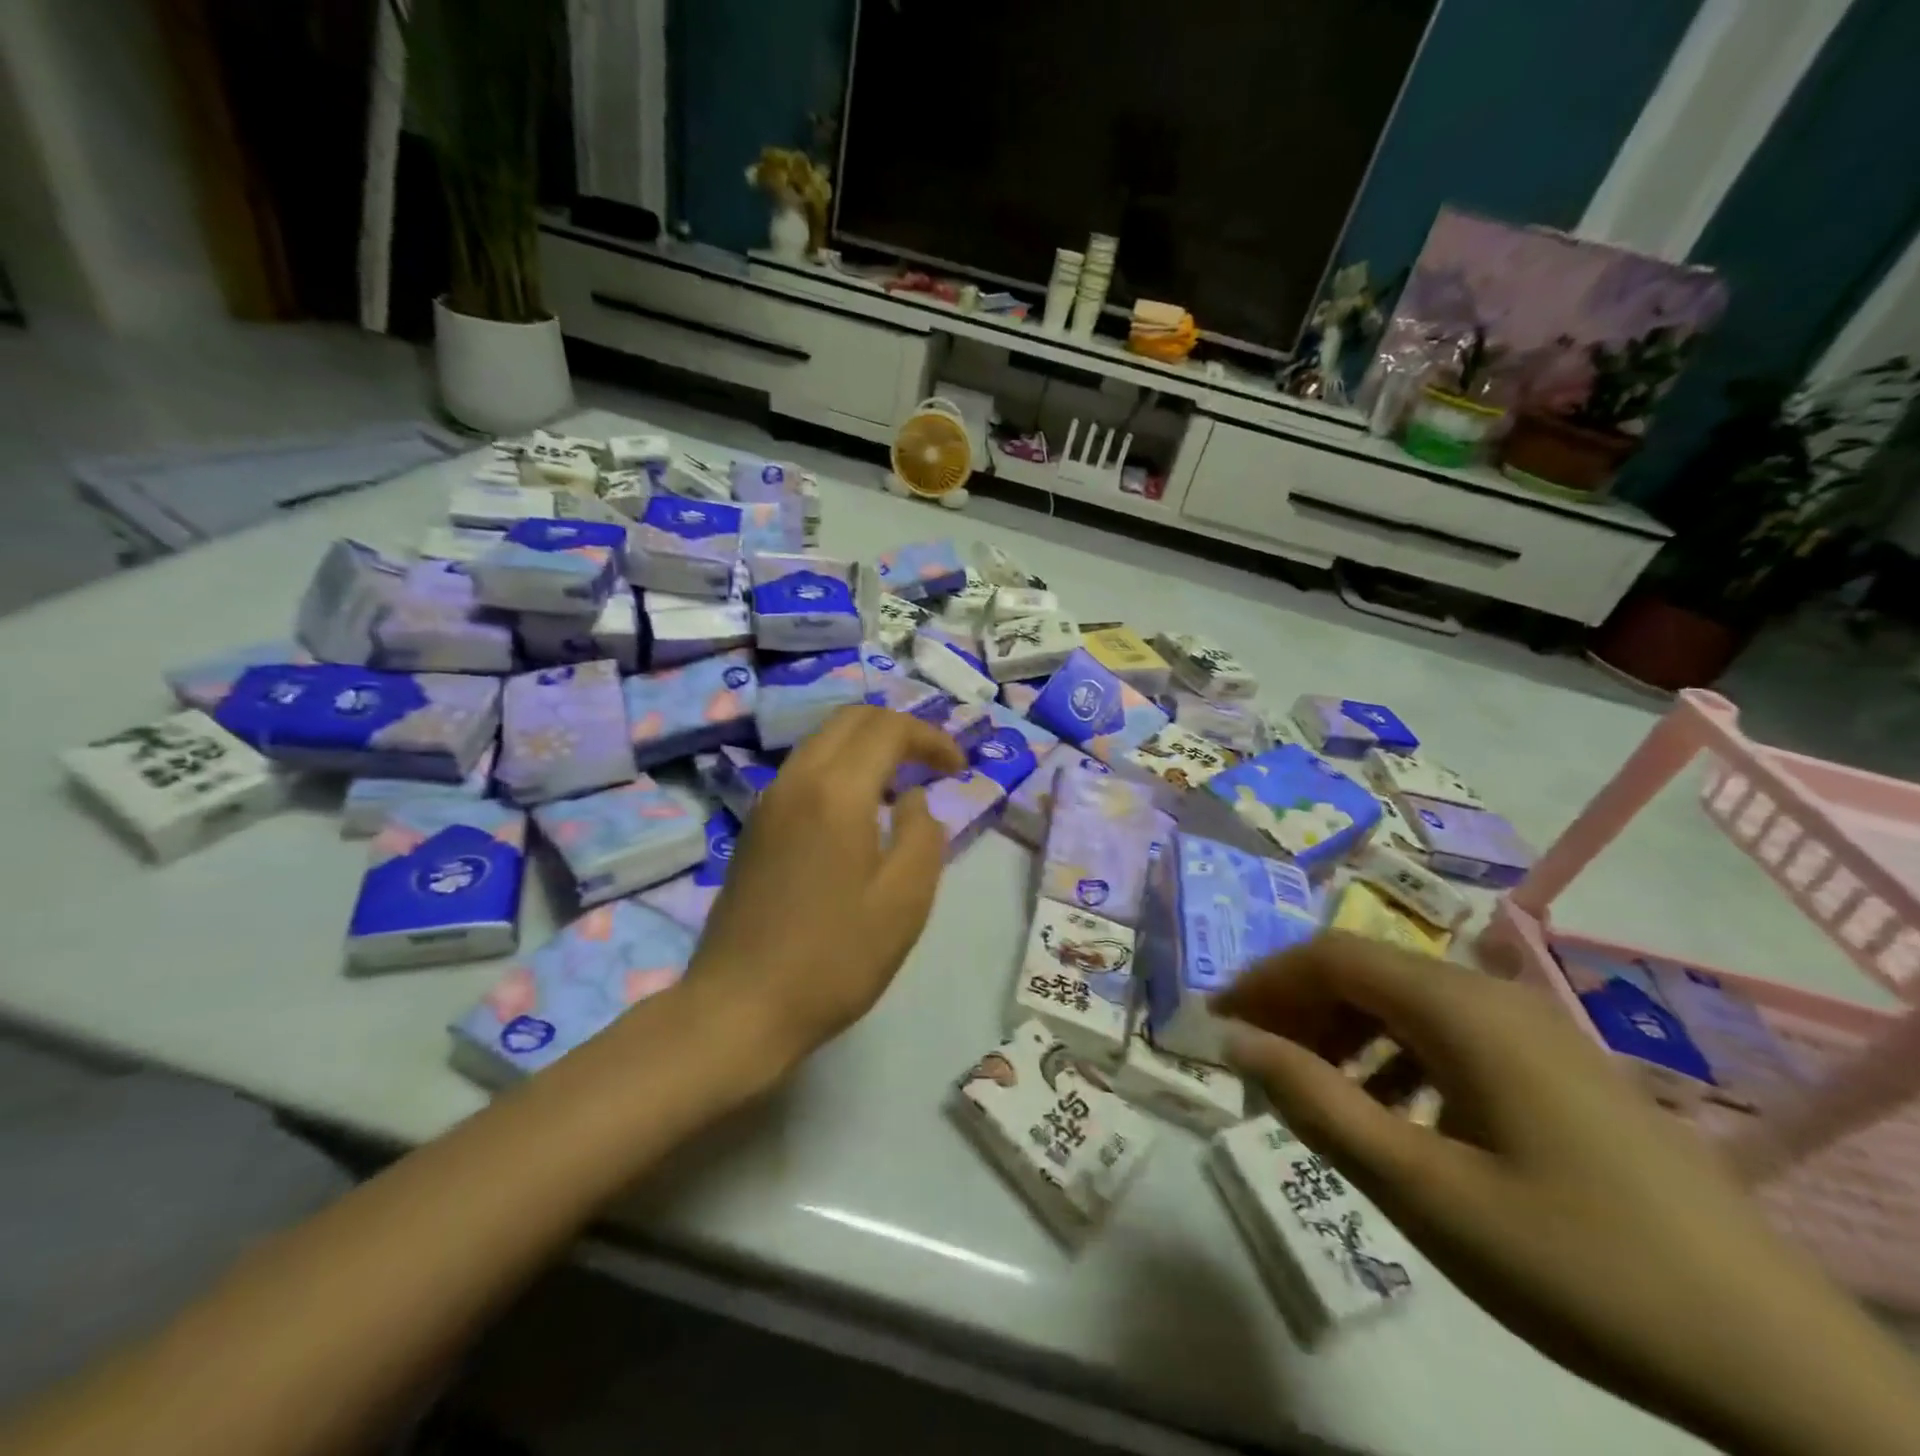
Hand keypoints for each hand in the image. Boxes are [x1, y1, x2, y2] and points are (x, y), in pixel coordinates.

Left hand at [685, 706, 965, 1068]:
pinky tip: (858, 812)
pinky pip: (804, 770)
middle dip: (899, 729)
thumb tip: (912, 798)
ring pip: (823, 741)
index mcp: (836, 791)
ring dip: (867, 746)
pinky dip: (840, 768)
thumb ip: (923, 835)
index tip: (959, 768)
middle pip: (850, 719)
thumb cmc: (834, 958)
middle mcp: (797, 780)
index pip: (889, 728)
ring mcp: (768, 801)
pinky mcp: (755, 826)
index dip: (931, 737)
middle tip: (933, 764)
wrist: (739, 1006)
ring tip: (901, 784)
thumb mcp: (904, 901)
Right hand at [1215, 934, 1919, 1455]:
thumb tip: (1237, 1040)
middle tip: (1256, 1061)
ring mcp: (1533, 1031)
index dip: (1264, 979)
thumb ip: (1317, 1104)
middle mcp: (1493, 997)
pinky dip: (1397, 1058)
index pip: (1331, 956)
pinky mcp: (1557, 1068)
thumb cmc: (1576, 1263)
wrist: (1779, 1362)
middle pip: (1367, 972)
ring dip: (1345, 1033)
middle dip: (1298, 1007)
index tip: (1217, 1020)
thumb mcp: (1423, 1189)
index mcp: (1460, 1010)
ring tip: (1315, 1093)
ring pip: (1406, 1003)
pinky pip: (1450, 1037)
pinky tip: (1396, 1117)